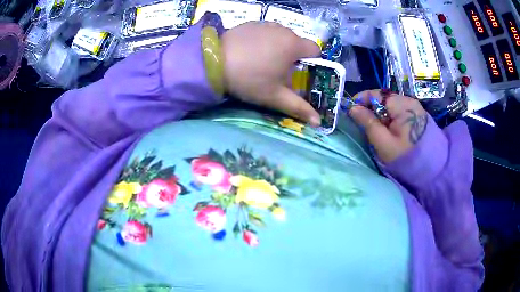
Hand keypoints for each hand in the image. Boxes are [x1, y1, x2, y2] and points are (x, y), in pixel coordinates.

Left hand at [222, 22, 320, 125]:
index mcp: (293, 45)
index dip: (310, 62)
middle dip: (292, 56)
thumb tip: (318, 122)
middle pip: (297, 43)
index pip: (315, 50)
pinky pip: (265, 32)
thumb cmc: (249, 79)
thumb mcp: (275, 96)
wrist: (213, 62)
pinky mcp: (250, 23)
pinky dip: (263, 40)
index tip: (298, 72)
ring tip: (260, 62)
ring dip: (277, 47)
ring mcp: (265, 24)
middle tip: (276, 72)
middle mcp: (283, 30)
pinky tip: (249, 52)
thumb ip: (298, 108)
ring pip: (280, 36)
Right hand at [349, 90, 428, 162]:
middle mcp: (408, 100)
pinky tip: (390, 132)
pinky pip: (398, 112)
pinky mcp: (417, 115)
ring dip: (380, 115)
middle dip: (370, 109)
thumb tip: (352, 108)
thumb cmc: (407, 158)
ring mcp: (414, 107)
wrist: (434, 169)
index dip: (360, 100)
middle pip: (382, 99)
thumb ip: (368, 123)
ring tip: (377, 131)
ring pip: (389, 106)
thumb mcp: (384, 143)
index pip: (375, 93)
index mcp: (401, 104)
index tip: (350, 112)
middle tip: (364, 126)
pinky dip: (389, 119)